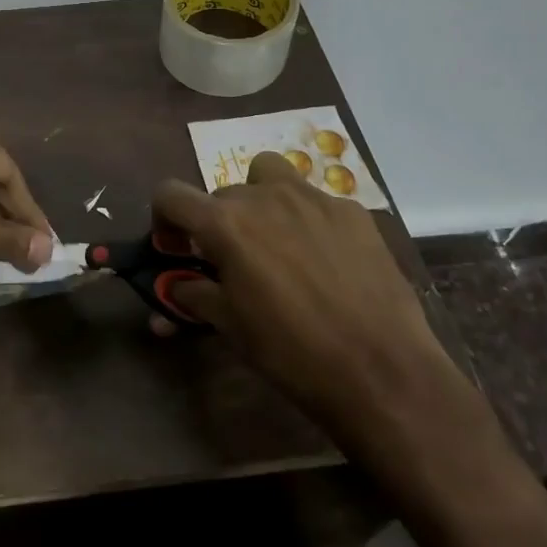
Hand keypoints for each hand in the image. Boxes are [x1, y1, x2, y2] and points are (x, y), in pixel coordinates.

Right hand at [148, 152, 457, 427]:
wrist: (382, 370)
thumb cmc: (292, 353)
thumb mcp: (231, 327)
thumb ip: (195, 296)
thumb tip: (176, 289)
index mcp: (226, 223)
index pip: (171, 194)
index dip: (164, 218)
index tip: (177, 248)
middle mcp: (264, 196)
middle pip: (223, 193)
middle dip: (218, 222)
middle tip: (233, 263)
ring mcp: (313, 198)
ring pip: (270, 175)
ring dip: (260, 198)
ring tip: (274, 240)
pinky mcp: (352, 211)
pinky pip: (315, 200)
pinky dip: (307, 219)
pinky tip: (325, 259)